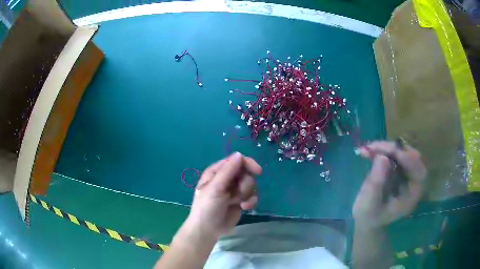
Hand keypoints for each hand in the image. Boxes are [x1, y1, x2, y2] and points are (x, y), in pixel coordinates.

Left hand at [184, 152, 261, 239]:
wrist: (208, 230)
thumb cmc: (207, 207)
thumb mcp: (215, 188)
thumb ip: (228, 171)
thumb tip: (239, 154)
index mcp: (216, 172)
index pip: (236, 160)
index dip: (248, 164)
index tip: (257, 171)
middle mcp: (226, 179)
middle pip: (245, 172)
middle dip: (245, 183)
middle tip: (238, 193)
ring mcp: (233, 191)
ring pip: (250, 184)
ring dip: (247, 193)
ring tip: (238, 202)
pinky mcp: (240, 201)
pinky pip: (252, 196)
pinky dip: (250, 201)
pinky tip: (244, 207)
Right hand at [353, 141, 426, 229]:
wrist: (367, 219)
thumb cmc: (369, 216)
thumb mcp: (369, 205)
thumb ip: (376, 184)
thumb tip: (382, 157)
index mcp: (412, 195)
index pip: (419, 173)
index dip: (409, 160)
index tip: (392, 152)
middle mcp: (414, 182)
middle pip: (413, 157)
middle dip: (396, 150)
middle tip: (376, 147)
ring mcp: (407, 173)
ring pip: (404, 151)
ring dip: (387, 147)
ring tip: (369, 148)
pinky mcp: (399, 167)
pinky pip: (395, 152)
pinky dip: (383, 149)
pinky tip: (369, 151)